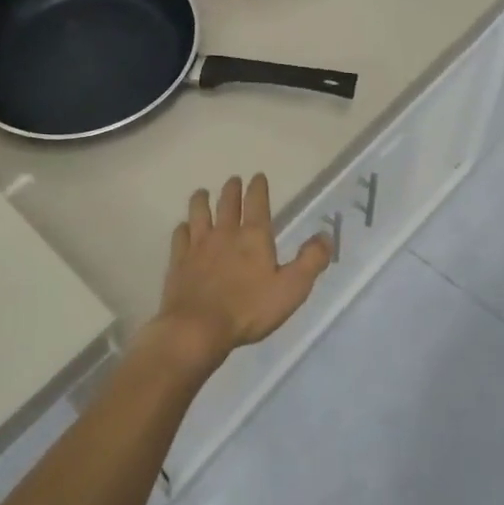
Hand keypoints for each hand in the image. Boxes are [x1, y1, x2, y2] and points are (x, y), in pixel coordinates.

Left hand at [155, 174, 332, 367]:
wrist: (198, 328)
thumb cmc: (249, 309)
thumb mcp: (291, 288)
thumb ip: (310, 261)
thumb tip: (325, 236)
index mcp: (254, 237)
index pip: (257, 203)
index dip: (258, 188)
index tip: (257, 176)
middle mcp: (225, 233)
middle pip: (227, 203)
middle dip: (232, 189)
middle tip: (233, 180)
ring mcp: (198, 246)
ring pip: (198, 213)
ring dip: (202, 200)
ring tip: (202, 193)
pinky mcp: (179, 261)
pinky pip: (180, 236)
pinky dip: (183, 228)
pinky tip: (183, 228)